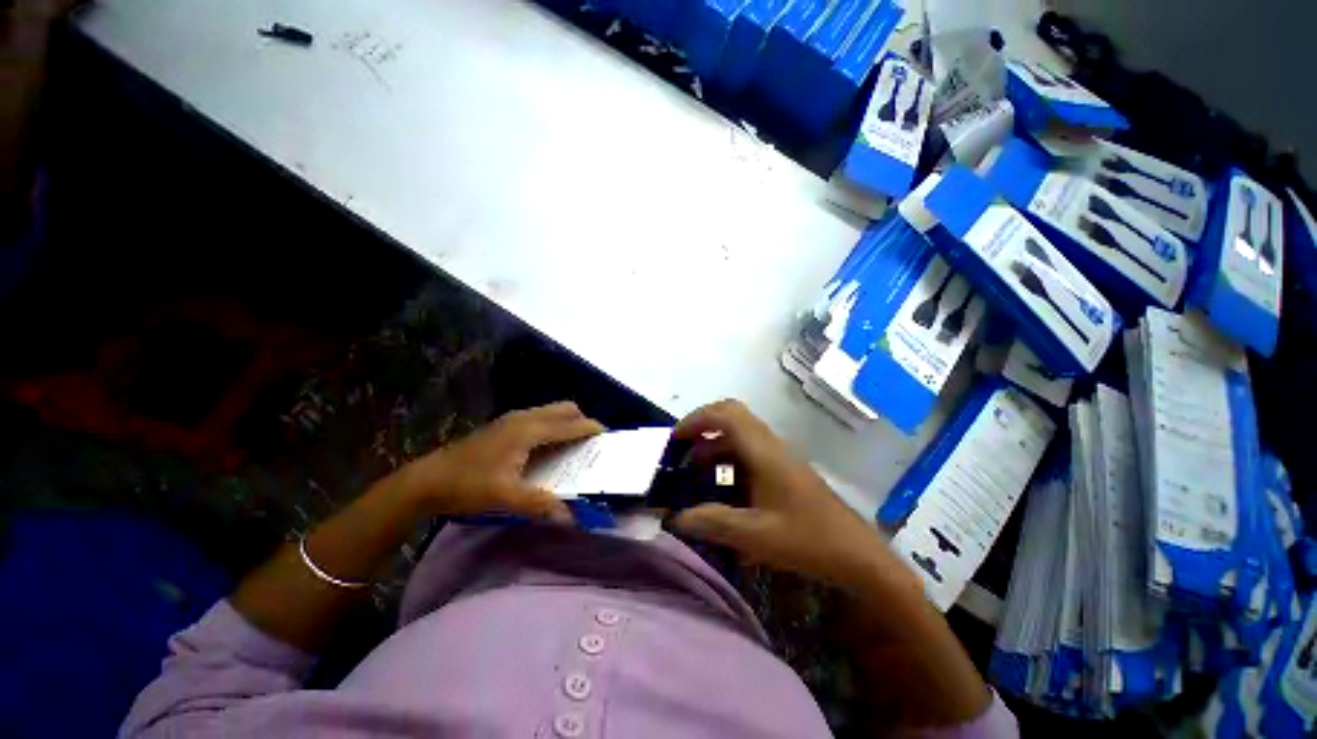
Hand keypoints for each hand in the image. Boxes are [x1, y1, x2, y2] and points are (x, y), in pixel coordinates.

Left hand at [400, 402, 603, 521]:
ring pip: (551, 411)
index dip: (591, 429)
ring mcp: (512, 419)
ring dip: (567, 423)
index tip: (608, 437)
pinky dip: (552, 426)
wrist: (426, 480)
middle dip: (582, 421)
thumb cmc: (468, 485)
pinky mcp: (504, 425)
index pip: (570, 424)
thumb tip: (571, 517)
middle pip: (564, 409)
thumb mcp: (505, 498)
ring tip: (573, 446)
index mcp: (529, 430)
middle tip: (590, 444)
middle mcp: (524, 418)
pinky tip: (547, 449)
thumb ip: (540, 504)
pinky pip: (539, 418)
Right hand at [669, 400, 916, 592]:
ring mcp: (777, 456)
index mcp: (763, 450)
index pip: (726, 414)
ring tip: (694, 477)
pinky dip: (727, 464)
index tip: (675, 439)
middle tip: (682, 453)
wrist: (855, 554)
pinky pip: (748, 454)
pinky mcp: (782, 469)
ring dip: (714, 449)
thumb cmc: (806, 539)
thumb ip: (711, 522)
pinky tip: (721, 493)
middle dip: (702, 430)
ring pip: (738, 437)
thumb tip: (675, 517)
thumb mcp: (753, 534)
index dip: (696, 419)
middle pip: (731, 418)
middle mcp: (769, 445)